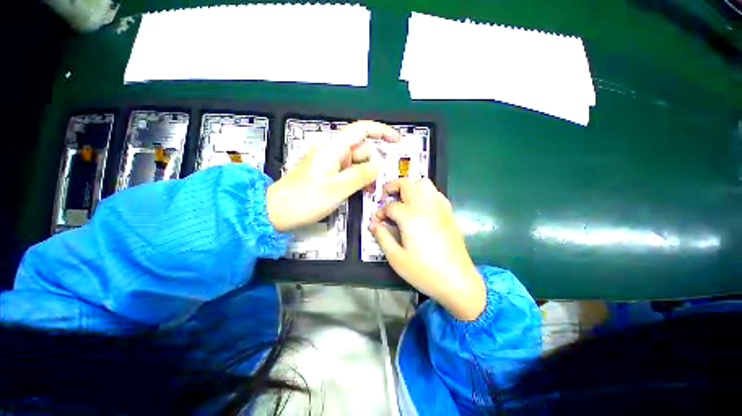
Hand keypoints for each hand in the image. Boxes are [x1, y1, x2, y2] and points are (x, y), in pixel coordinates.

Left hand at [267, 121, 399, 231]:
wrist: (277, 210)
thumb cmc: (305, 200)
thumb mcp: (338, 188)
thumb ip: (361, 175)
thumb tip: (378, 165)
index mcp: (332, 148)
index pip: (361, 130)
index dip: (381, 131)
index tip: (396, 140)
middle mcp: (331, 151)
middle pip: (360, 148)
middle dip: (370, 163)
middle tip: (372, 184)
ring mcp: (328, 161)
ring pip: (355, 161)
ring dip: (363, 173)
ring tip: (362, 190)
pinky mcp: (326, 171)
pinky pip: (347, 170)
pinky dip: (355, 177)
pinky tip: (355, 189)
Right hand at [370, 179, 485, 320]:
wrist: (457, 281)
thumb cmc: (424, 271)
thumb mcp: (396, 258)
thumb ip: (382, 237)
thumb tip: (373, 223)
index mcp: (410, 217)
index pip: (390, 206)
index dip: (380, 212)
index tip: (377, 222)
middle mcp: (425, 206)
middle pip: (407, 183)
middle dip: (392, 186)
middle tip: (386, 197)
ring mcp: (439, 208)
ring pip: (424, 183)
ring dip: (410, 187)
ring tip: (403, 200)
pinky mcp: (449, 213)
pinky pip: (436, 193)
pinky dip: (425, 193)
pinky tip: (421, 208)